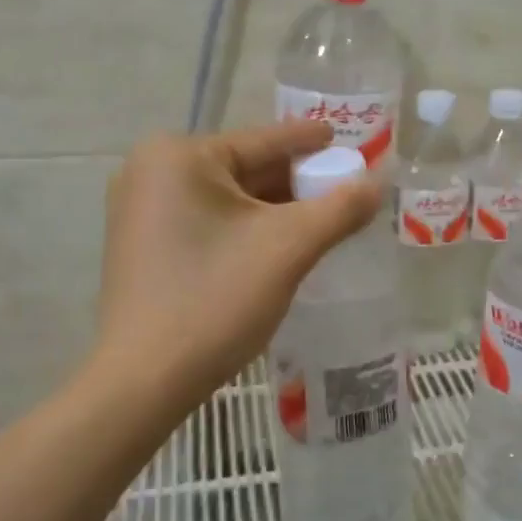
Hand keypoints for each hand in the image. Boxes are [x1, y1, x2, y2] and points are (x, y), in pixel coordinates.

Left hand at [95, 122, 380, 410]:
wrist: (144, 382)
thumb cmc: (215, 299)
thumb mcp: (288, 247)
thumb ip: (340, 208)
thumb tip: (379, 181)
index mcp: (178, 157)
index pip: (263, 141)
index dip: (311, 142)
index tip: (346, 138)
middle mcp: (151, 172)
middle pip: (246, 169)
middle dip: (297, 182)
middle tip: (344, 188)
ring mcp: (141, 210)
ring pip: (229, 199)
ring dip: (276, 209)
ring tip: (324, 217)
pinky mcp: (144, 245)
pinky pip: (209, 222)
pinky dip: (247, 229)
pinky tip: (281, 244)